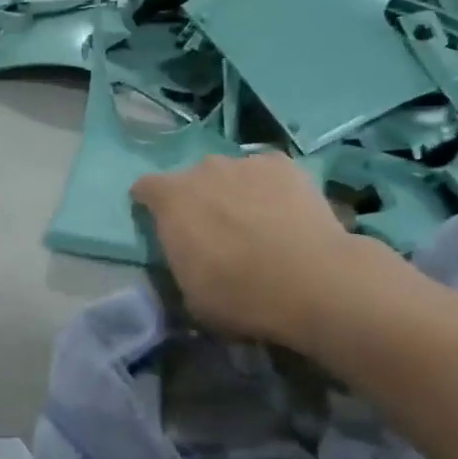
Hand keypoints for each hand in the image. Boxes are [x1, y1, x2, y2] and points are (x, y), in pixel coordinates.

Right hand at [131, 153, 370, 344]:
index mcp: (171, 200)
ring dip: (235, 193)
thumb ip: (181, 264)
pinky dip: (271, 188)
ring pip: (231, 174)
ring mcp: (245, 163)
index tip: (162, 225)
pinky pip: (267, 172)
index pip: (145, 189)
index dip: (150, 205)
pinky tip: (286, 214)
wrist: (312, 280)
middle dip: (198, 200)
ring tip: (257, 224)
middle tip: (217, 233)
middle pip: (191, 179)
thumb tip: (189, 259)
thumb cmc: (240, 295)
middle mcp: (203, 170)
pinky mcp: (283, 164)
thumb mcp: (190, 295)